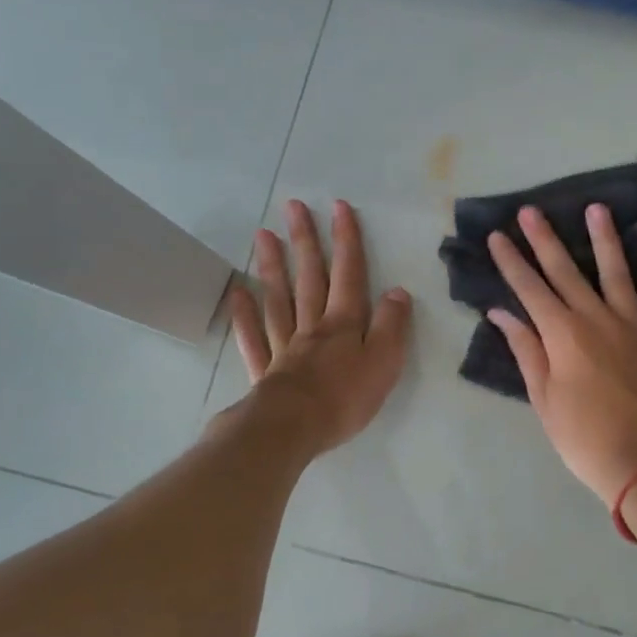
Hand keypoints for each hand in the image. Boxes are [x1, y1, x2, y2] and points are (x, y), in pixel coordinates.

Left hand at [227, 199, 411, 455]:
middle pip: (309, 277)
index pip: (349, 274)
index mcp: (344, 324)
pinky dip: (245, 313)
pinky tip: (238, 292)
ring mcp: (284, 345)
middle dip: (306, 241)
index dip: (346, 241)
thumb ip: (391, 326)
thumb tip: (398, 292)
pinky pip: (252, 336)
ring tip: (264, 235)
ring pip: (278, 299)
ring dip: (272, 266)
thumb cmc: (344, 398)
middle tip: (293, 207)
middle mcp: (312, 326)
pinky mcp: (265, 369)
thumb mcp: (384, 363)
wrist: (292, 428)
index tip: (339, 207)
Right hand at [487, 203, 636, 503]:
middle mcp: (596, 319)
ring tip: (596, 208)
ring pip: (616, 273)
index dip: (511, 261)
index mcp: (563, 335)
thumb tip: (503, 314)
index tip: (497, 236)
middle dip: (545, 239)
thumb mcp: (545, 400)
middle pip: (566, 272)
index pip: (529, 289)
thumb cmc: (585, 439)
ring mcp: (634, 325)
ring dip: (604, 239)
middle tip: (531, 210)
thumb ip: (526, 351)